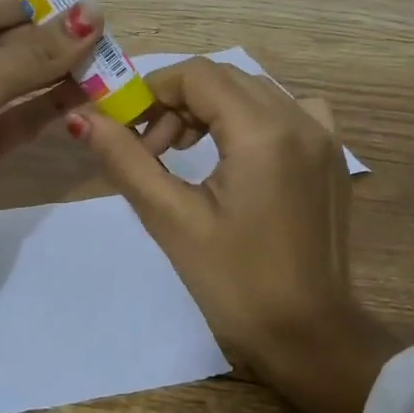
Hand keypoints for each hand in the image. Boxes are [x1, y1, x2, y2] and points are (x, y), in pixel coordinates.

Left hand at [0, 0, 103, 410]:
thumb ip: (32, 53)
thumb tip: (91, 17)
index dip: (26, 3)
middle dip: (47, 40)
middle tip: (102, 33)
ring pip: (13, 83)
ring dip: (55, 73)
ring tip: (105, 61)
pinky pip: (18, 118)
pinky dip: (49, 106)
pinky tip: (86, 95)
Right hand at [71, 58, 401, 412]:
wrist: (310, 336)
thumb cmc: (235, 283)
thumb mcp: (171, 220)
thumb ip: (126, 160)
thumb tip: (81, 117)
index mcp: (263, 132)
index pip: (196, 75)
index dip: (153, 91)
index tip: (129, 128)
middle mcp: (300, 119)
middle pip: (224, 78)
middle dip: (178, 102)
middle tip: (154, 150)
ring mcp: (323, 136)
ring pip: (254, 91)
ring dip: (213, 108)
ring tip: (188, 154)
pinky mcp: (332, 156)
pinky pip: (290, 110)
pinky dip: (255, 116)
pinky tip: (242, 152)